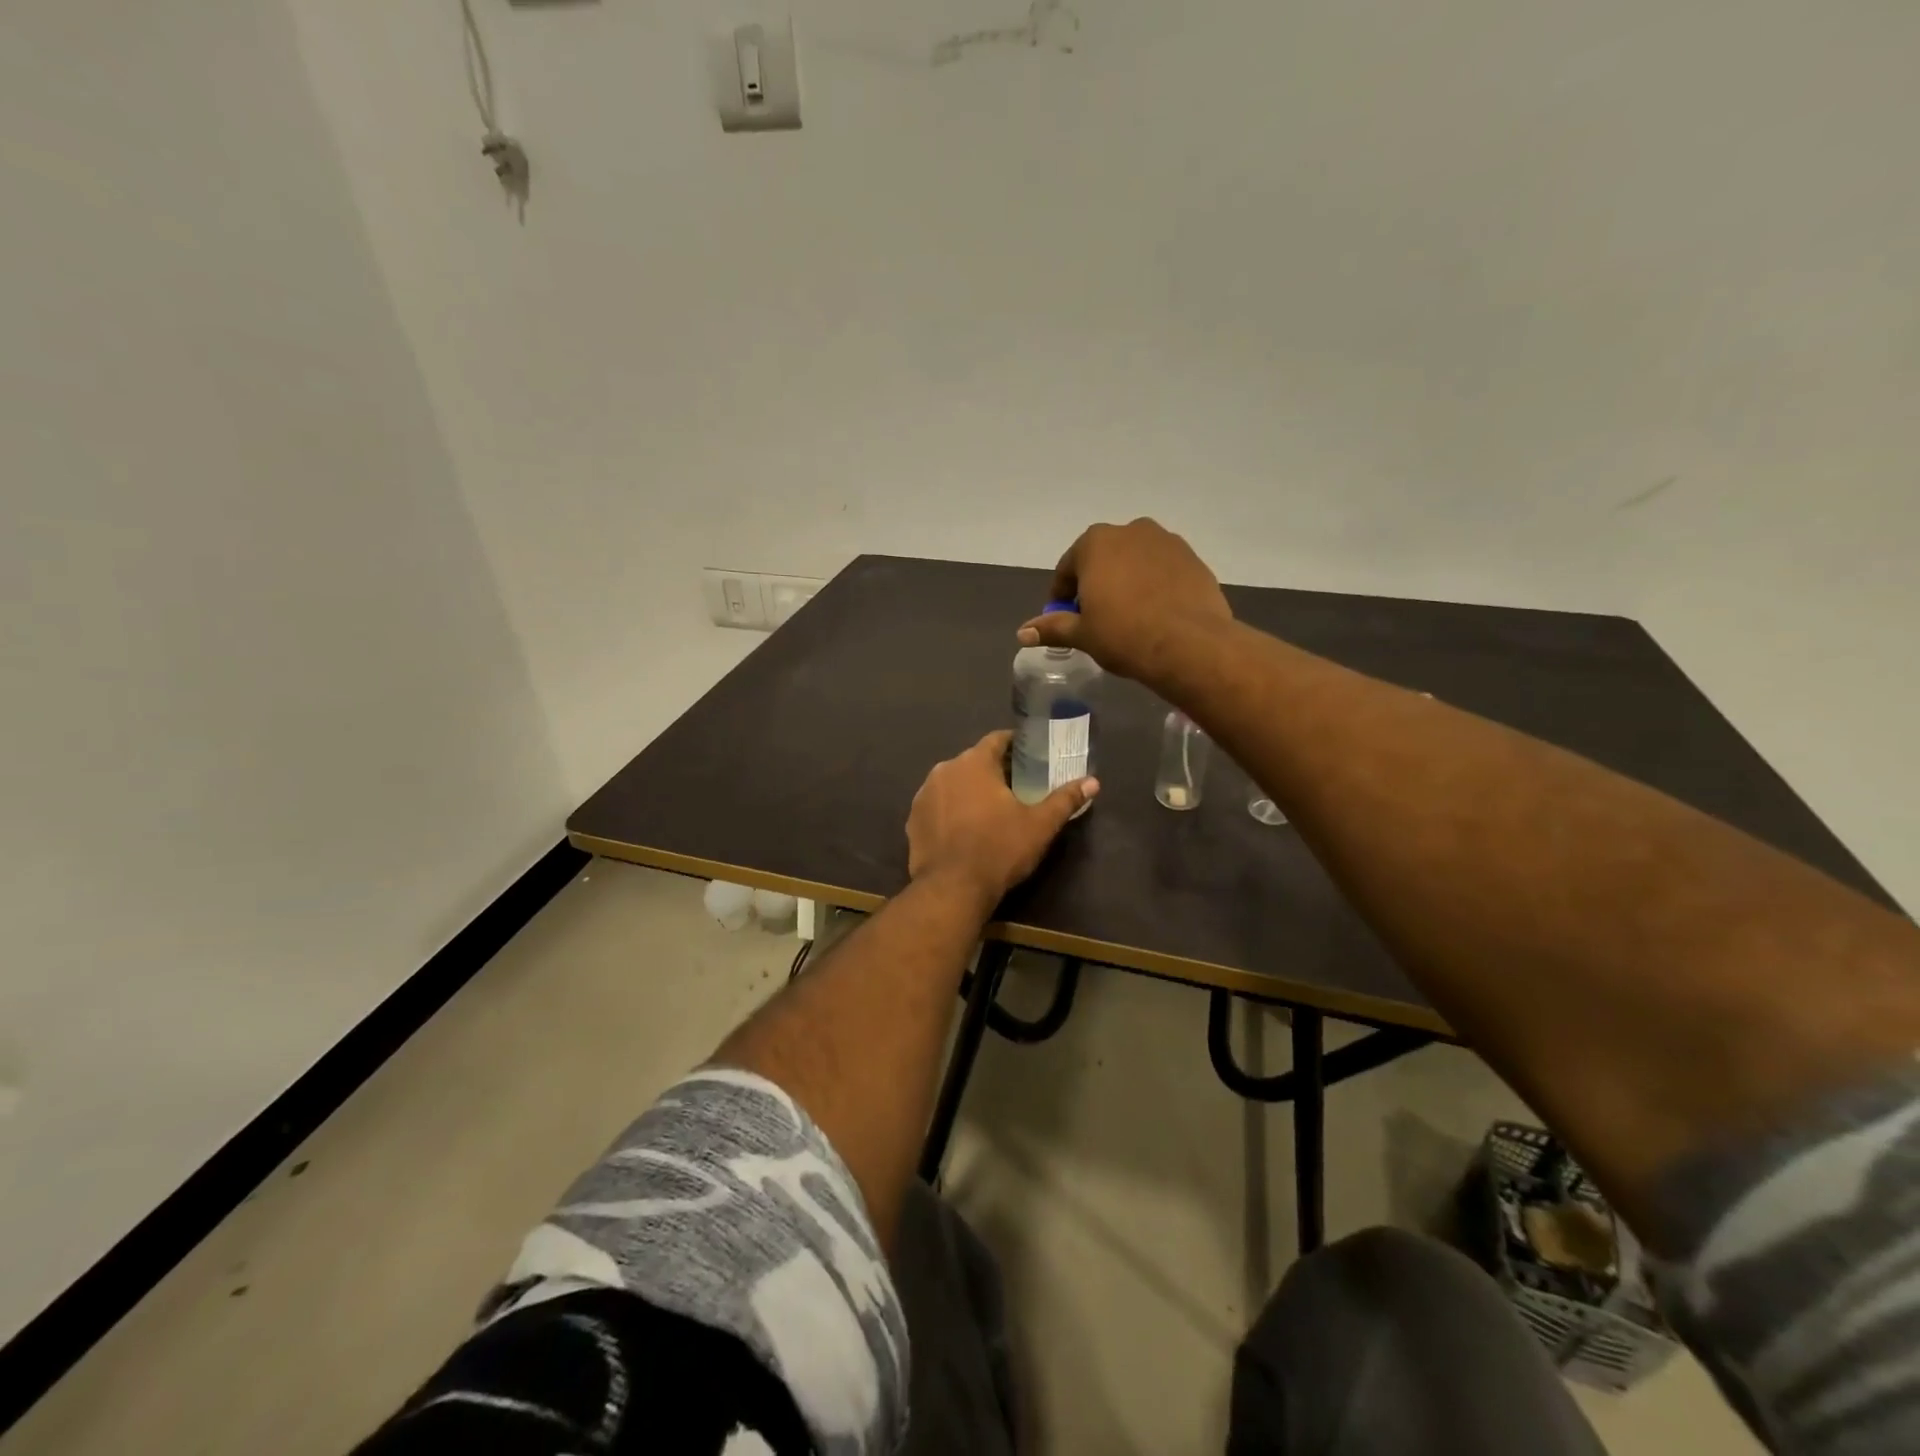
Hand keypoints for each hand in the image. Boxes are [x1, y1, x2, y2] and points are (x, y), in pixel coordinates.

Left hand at [907, 730, 1098, 906]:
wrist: (952, 889)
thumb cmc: (999, 850)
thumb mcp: (1040, 826)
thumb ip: (1065, 800)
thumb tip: (1093, 782)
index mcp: (974, 762)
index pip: (997, 740)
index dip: (1015, 745)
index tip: (1030, 754)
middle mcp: (944, 770)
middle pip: (974, 761)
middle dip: (993, 770)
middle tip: (1016, 786)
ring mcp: (924, 795)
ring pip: (953, 783)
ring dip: (969, 790)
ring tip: (989, 809)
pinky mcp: (913, 819)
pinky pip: (937, 806)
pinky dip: (950, 810)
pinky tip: (964, 829)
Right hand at [1017, 518, 1232, 686]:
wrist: (1190, 644)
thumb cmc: (1124, 635)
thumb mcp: (1082, 634)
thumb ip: (1052, 627)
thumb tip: (1022, 632)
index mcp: (1096, 543)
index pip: (1068, 569)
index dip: (1062, 596)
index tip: (1065, 618)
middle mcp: (1130, 531)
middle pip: (1103, 559)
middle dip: (1095, 584)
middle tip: (1096, 618)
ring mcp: (1166, 541)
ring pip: (1135, 561)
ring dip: (1126, 581)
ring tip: (1128, 616)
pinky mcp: (1193, 558)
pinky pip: (1163, 570)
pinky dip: (1154, 585)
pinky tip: (1156, 613)